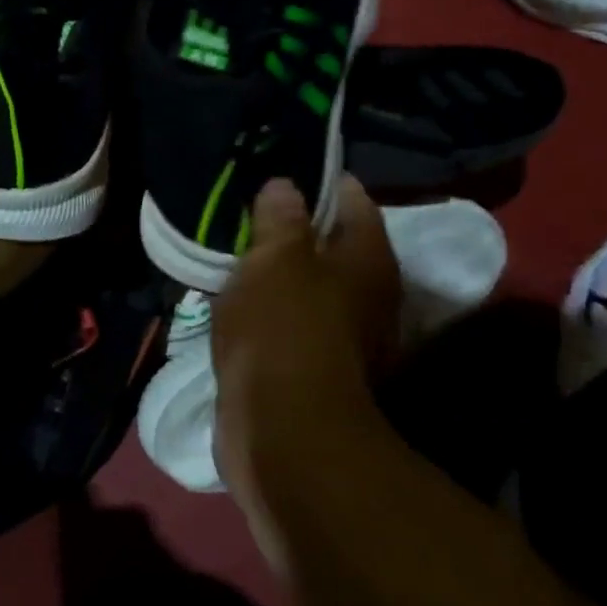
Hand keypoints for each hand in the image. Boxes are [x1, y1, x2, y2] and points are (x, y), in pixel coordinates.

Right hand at [211, 176, 399, 499]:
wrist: (282, 433)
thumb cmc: (283, 328)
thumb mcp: (275, 257)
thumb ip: (280, 217)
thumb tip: (285, 186)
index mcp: (369, 258)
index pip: (352, 198)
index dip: (317, 181)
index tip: (278, 172)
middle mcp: (370, 295)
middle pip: (333, 244)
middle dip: (293, 227)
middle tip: (248, 210)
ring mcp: (346, 336)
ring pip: (310, 285)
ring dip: (279, 271)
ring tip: (236, 250)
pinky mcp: (316, 368)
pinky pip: (292, 320)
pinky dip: (270, 308)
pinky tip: (237, 299)